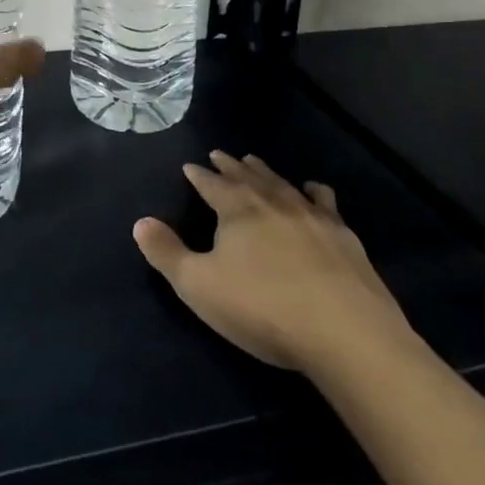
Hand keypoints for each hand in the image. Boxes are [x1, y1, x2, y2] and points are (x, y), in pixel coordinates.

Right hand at [134, 151, 415, 372]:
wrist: (343, 330)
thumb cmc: (262, 308)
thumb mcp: (200, 287)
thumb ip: (167, 254)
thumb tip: (140, 221)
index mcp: (236, 209)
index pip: (211, 184)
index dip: (199, 176)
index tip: (190, 166)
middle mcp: (272, 201)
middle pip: (247, 176)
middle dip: (230, 166)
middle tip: (221, 154)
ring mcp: (311, 214)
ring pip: (281, 183)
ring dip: (265, 172)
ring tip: (255, 161)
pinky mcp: (342, 234)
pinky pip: (323, 201)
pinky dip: (313, 192)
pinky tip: (313, 190)